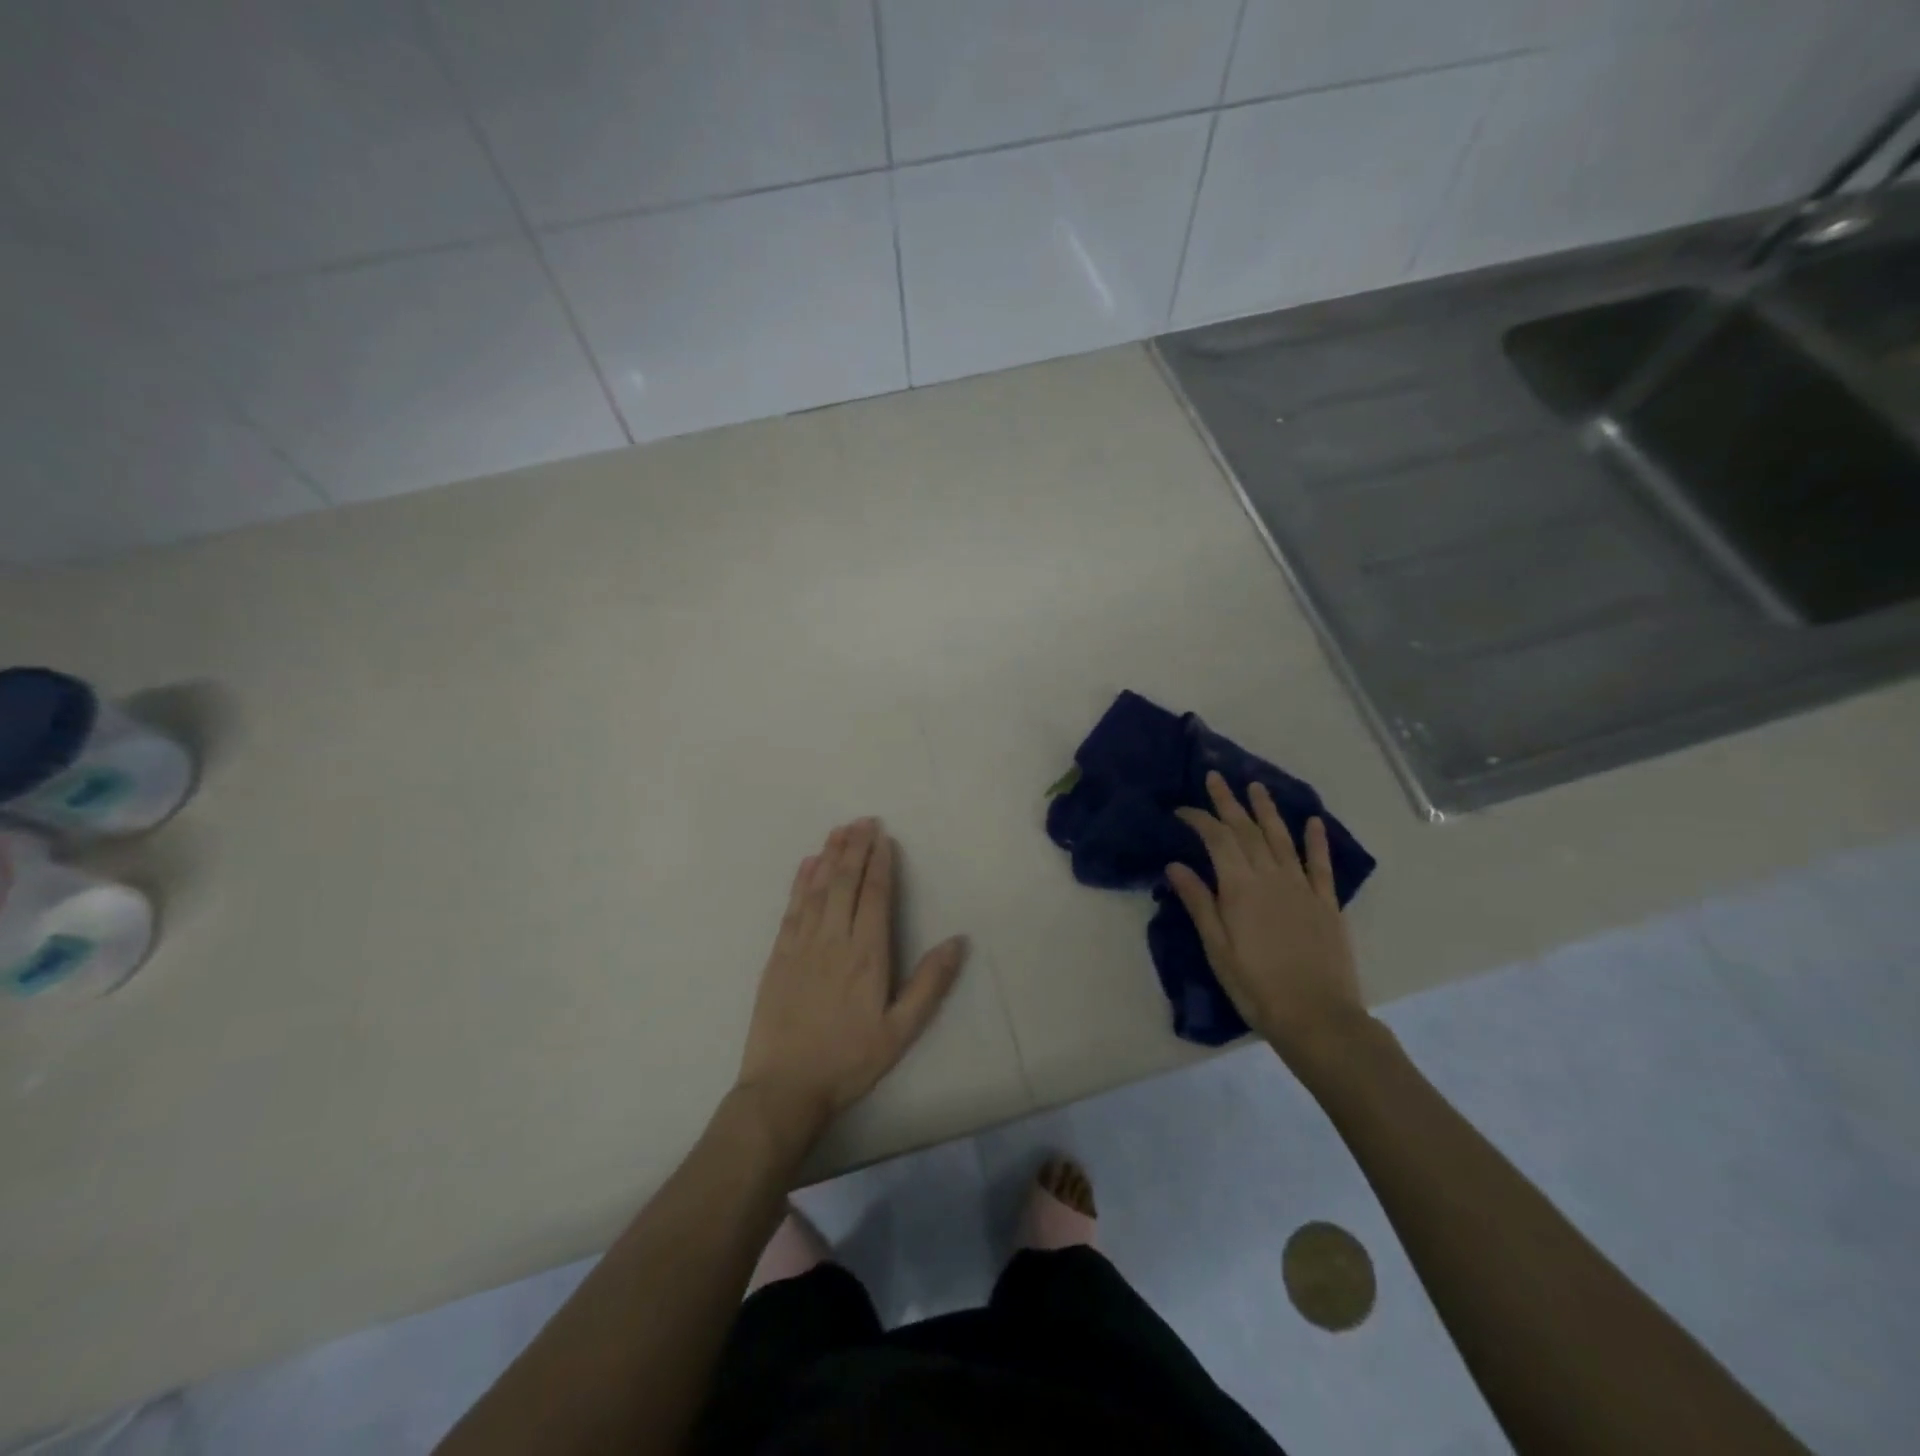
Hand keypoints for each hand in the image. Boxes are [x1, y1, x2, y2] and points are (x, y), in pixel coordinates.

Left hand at [736, 818, 966, 1140]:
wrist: (784, 1088)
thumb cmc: (849, 1061)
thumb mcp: (900, 1031)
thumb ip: (929, 984)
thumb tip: (958, 940)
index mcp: (867, 955)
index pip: (875, 896)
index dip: (880, 863)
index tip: (883, 837)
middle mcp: (833, 940)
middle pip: (845, 883)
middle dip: (855, 848)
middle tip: (863, 820)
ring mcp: (801, 945)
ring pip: (817, 889)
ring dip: (829, 856)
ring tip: (839, 830)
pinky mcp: (777, 956)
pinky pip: (791, 908)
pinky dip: (800, 882)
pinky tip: (807, 865)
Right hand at [1166, 772, 1366, 1067]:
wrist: (1317, 1017)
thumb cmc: (1256, 986)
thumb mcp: (1217, 948)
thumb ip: (1198, 902)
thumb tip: (1175, 865)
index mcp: (1240, 887)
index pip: (1216, 839)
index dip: (1199, 819)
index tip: (1182, 809)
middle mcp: (1271, 877)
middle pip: (1247, 830)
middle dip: (1229, 802)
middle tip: (1216, 777)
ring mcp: (1302, 887)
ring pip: (1282, 838)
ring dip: (1267, 810)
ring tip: (1256, 786)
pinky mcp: (1326, 903)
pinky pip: (1321, 864)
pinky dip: (1317, 841)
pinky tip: (1314, 822)